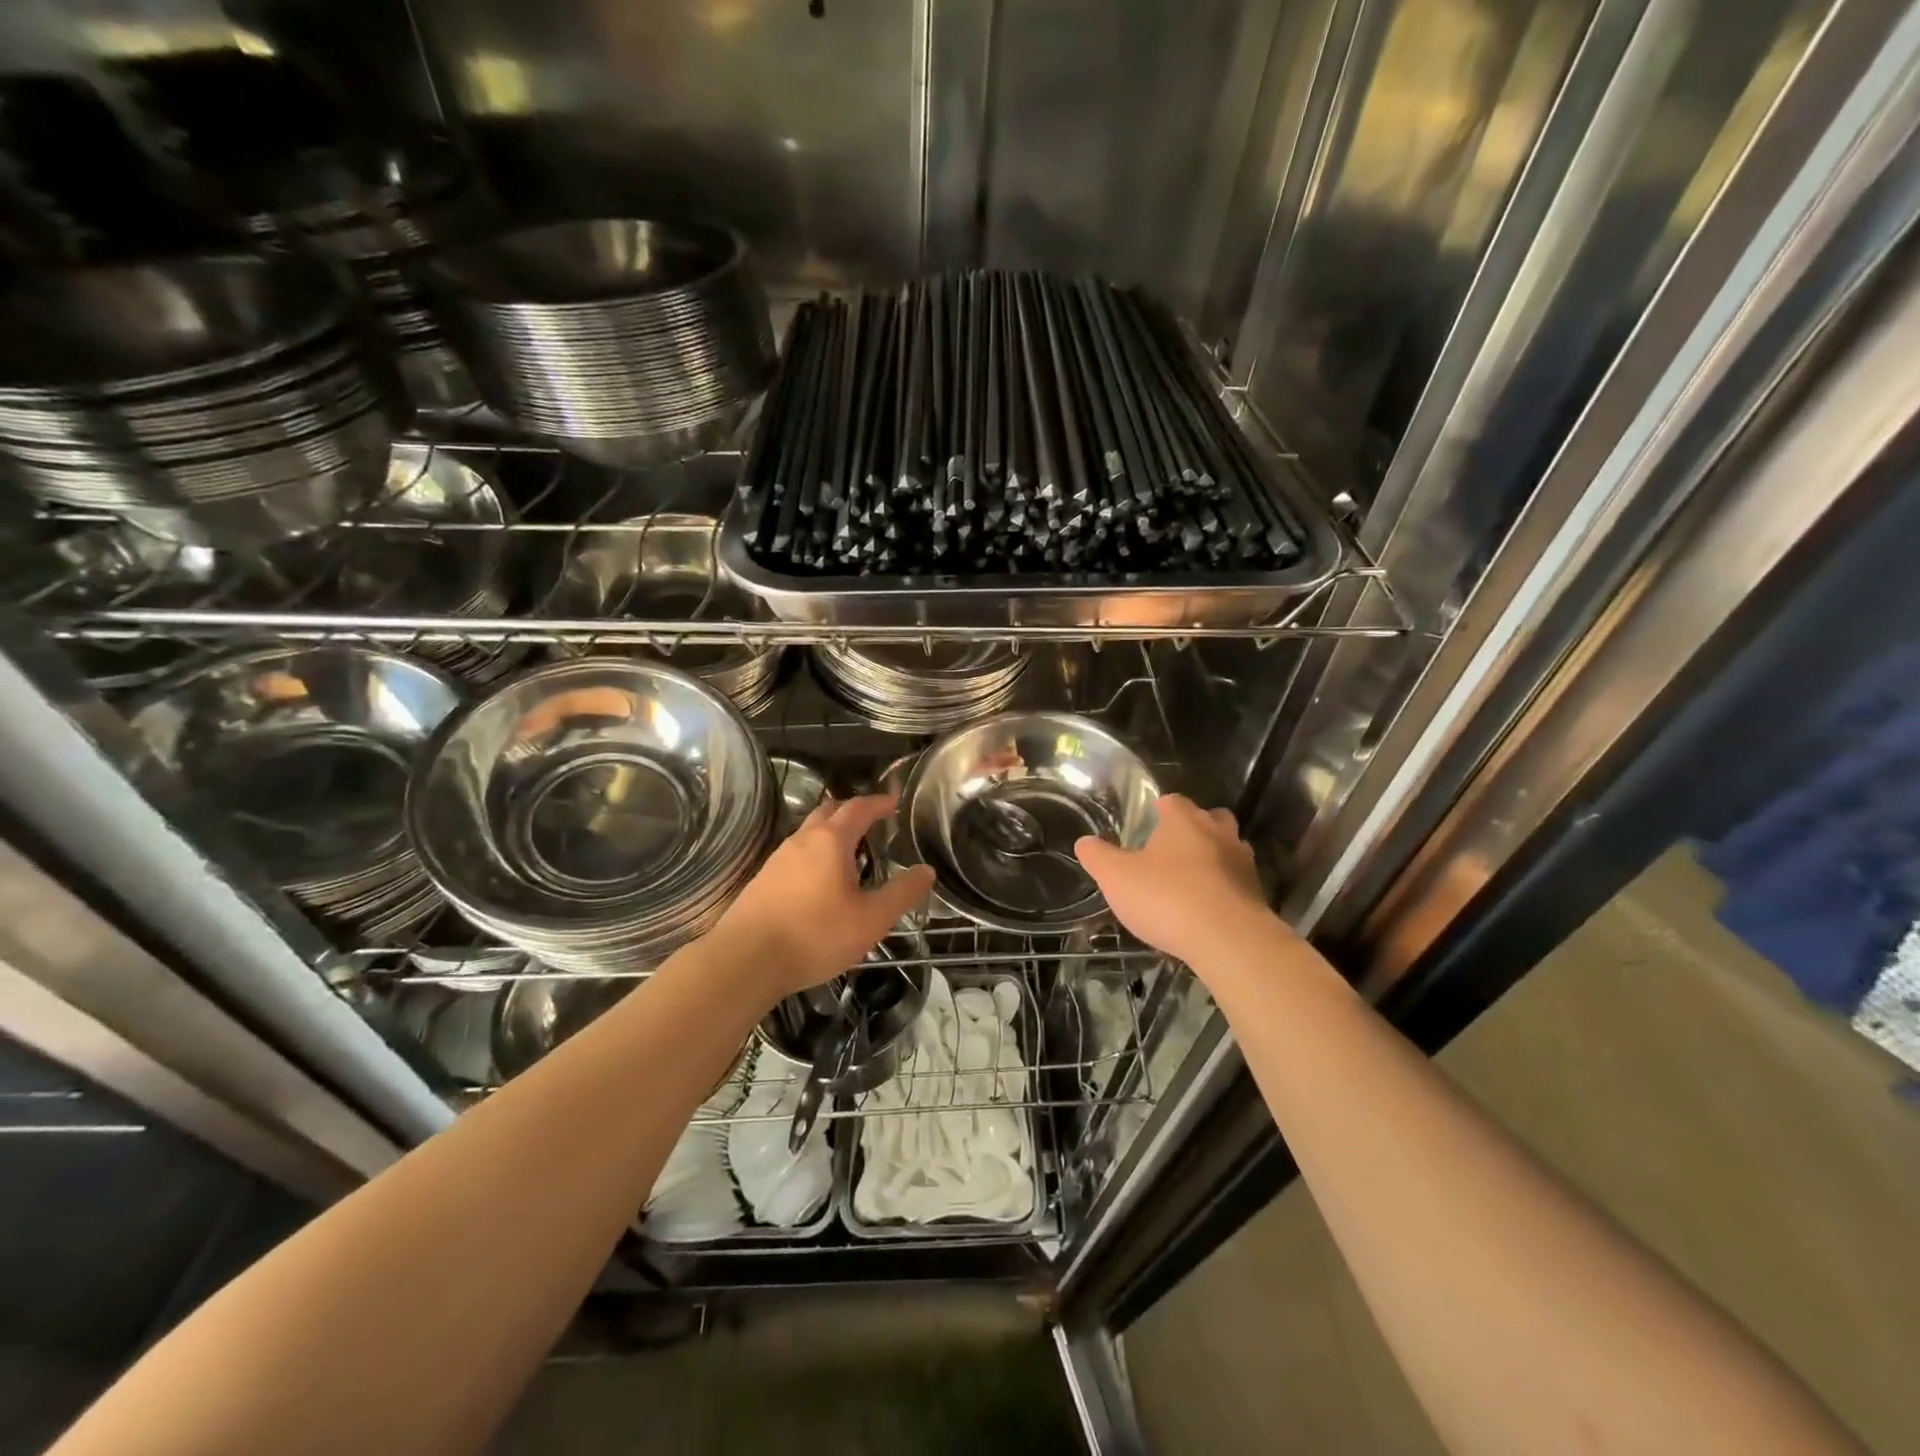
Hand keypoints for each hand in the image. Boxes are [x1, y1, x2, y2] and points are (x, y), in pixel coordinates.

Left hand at [714, 793, 934, 1000]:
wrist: (745, 961)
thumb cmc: (816, 935)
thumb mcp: (871, 919)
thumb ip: (902, 893)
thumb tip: (926, 871)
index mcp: (831, 841)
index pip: (858, 808)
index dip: (878, 803)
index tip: (894, 802)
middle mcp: (802, 841)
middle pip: (828, 812)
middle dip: (852, 812)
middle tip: (872, 822)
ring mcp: (777, 859)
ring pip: (808, 834)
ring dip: (830, 834)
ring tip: (850, 853)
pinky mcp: (762, 881)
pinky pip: (795, 856)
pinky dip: (814, 855)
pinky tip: (819, 883)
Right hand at [1075, 794, 1274, 967]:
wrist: (1229, 941)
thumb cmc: (1167, 898)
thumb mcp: (1116, 878)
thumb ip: (1098, 857)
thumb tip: (1084, 842)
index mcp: (1184, 820)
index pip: (1172, 801)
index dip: (1159, 810)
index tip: (1146, 824)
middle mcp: (1218, 832)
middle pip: (1209, 818)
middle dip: (1193, 829)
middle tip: (1170, 850)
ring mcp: (1242, 863)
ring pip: (1227, 850)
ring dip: (1211, 861)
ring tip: (1188, 883)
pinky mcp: (1257, 895)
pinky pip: (1235, 883)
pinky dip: (1222, 890)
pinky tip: (1205, 911)